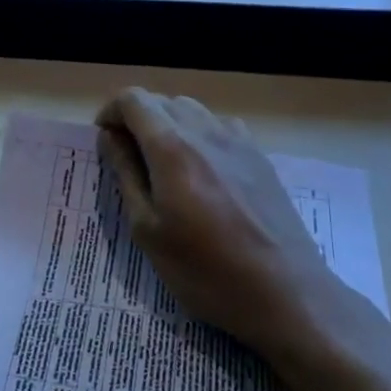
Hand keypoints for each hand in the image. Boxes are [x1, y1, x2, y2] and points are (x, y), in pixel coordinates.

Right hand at [97, 89, 352, 363]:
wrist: (285, 291)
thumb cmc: (206, 270)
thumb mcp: (148, 230)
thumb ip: (125, 174)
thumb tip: (109, 136)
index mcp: (171, 145)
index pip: (133, 99)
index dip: (111, 112)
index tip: (105, 142)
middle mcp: (204, 129)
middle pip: (161, 101)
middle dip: (137, 119)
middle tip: (129, 159)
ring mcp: (237, 139)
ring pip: (191, 109)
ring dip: (168, 125)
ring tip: (164, 167)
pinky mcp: (259, 154)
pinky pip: (218, 125)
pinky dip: (199, 134)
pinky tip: (203, 172)